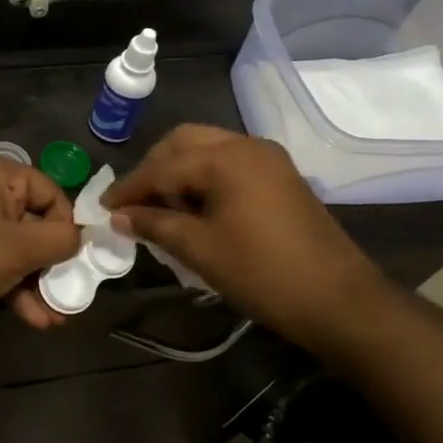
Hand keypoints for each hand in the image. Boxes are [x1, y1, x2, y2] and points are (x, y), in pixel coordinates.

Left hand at [0, 154, 81, 335]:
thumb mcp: (20, 249)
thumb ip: (60, 240)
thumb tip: (79, 237)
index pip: (49, 191)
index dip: (66, 225)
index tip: (76, 257)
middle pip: (34, 222)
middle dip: (52, 263)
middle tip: (72, 291)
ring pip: (16, 248)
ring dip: (37, 282)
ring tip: (57, 316)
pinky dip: (14, 286)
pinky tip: (34, 318)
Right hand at [103, 124, 390, 348]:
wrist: (339, 300)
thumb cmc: (262, 273)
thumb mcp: (199, 249)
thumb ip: (154, 225)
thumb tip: (119, 216)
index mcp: (226, 157)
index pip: (162, 166)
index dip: (129, 188)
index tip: (103, 208)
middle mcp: (247, 145)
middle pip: (184, 143)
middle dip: (153, 169)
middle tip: (132, 203)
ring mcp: (268, 159)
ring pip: (207, 150)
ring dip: (178, 172)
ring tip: (159, 209)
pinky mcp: (279, 177)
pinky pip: (229, 164)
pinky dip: (203, 178)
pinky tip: (192, 209)